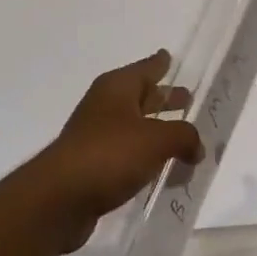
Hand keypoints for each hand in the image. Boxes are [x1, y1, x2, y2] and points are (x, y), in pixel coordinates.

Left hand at [23, 50, 203, 254]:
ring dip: (157, 131)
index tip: (170, 56)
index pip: (145, 68)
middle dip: (164, 98)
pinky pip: (128, 156)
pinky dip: (145, 158)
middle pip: (141, 97)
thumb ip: (183, 137)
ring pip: (135, 127)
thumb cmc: (109, 154)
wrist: (59, 199)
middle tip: (188, 98)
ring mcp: (97, 136)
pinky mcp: (93, 167)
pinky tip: (162, 171)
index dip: (159, 63)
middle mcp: (106, 106)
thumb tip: (197, 146)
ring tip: (183, 139)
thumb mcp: (156, 140)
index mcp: (117, 88)